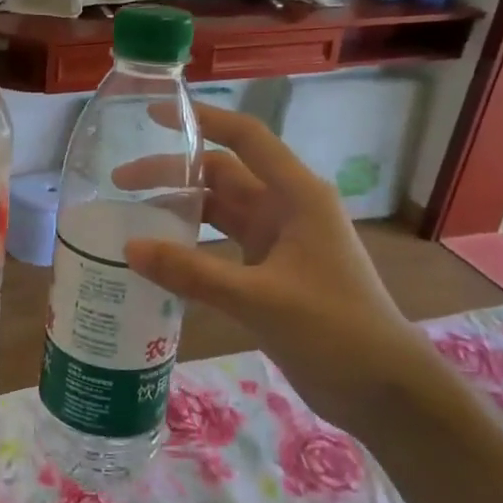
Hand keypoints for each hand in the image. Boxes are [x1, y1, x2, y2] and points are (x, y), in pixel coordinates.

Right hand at [120, 105, 445, 429]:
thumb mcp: (259, 298)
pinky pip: (221, 245)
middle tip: (119, 184)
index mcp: (297, 196)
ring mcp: (279, 241)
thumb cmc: (334, 330)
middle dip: (172, 173)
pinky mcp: (271, 272)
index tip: (154, 113)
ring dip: (179, 209)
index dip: (202, 119)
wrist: (383, 389)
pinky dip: (191, 245)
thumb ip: (192, 272)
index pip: (245, 138)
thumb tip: (129, 248)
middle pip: (221, 175)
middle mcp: (286, 209)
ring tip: (131, 217)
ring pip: (219, 211)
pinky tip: (160, 256)